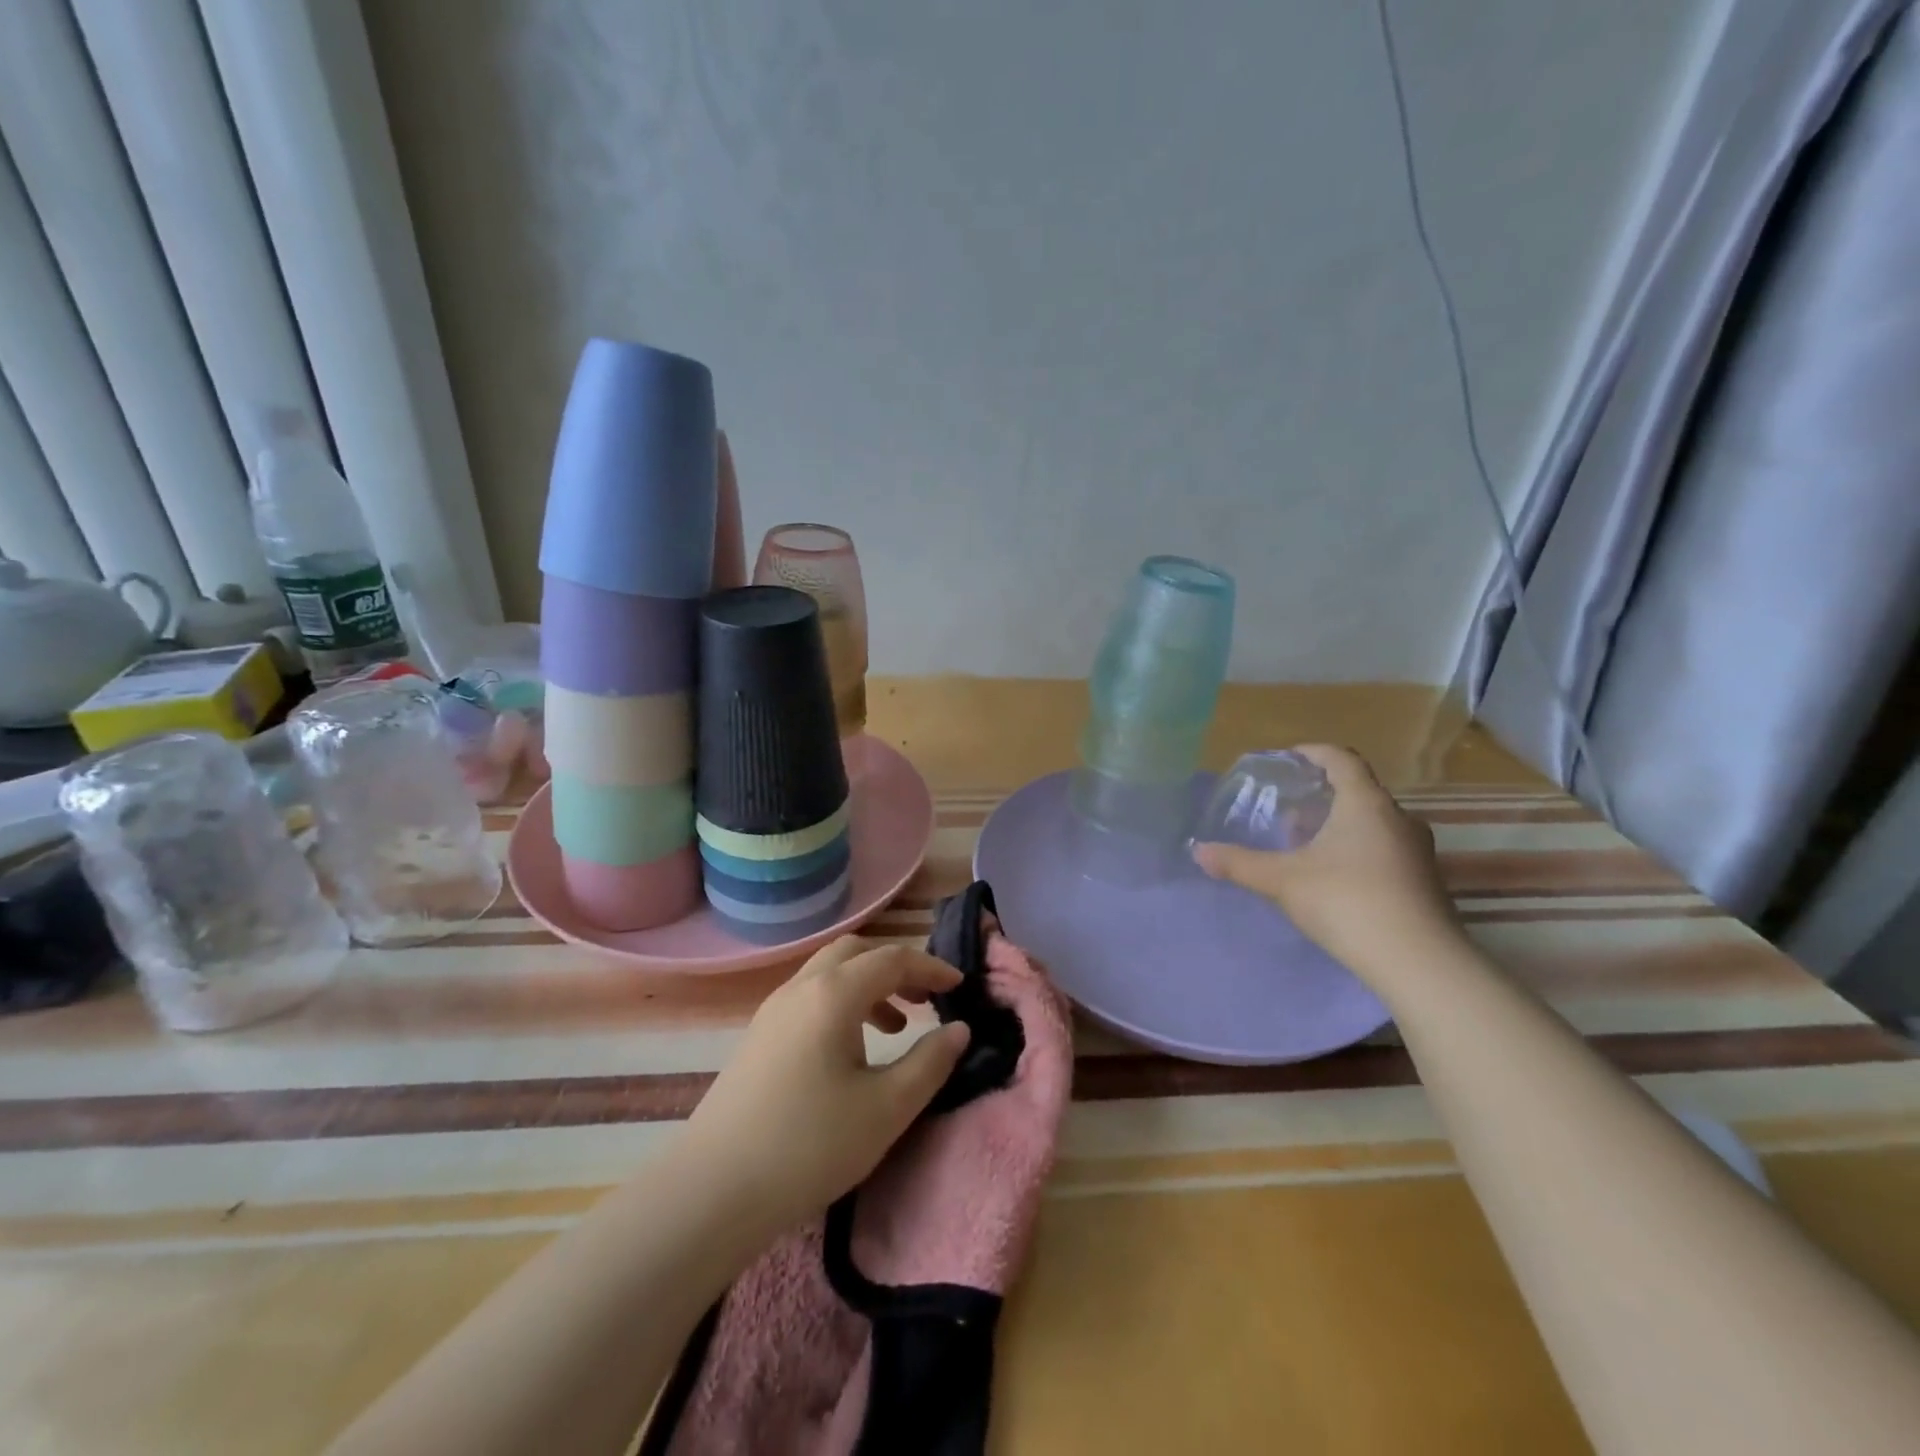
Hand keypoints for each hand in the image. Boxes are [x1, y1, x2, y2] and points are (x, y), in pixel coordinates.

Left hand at [679, 937, 971, 1237]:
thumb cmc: (810, 1145)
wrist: (713, 1190)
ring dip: (869, 985)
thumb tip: (958, 1030)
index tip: (959, 986)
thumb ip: (930, 1063)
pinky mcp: (759, 1036)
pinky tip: (852, 1050)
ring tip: (897, 1026)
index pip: (893, 959)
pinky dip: (843, 1004)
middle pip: (856, 952)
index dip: (931, 967)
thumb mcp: (886, 1108)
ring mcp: (774, 1010)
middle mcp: (801, 987)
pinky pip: (811, 997)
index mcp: (833, 993)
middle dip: (897, 967)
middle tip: (926, 998)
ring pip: (830, 973)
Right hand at [1192, 744, 1463, 990]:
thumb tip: (1198, 851)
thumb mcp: (1283, 881)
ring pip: (1375, 822)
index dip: (1313, 752)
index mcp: (1365, 803)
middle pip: (1360, 790)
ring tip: (1309, 841)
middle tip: (1290, 805)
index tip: (1288, 759)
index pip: (1342, 759)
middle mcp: (1398, 818)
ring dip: (1343, 823)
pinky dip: (1360, 849)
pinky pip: (1387, 849)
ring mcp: (1418, 851)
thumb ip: (1239, 863)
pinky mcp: (1425, 882)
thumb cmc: (1347, 902)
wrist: (1419, 963)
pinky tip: (1337, 876)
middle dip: (1324, 793)